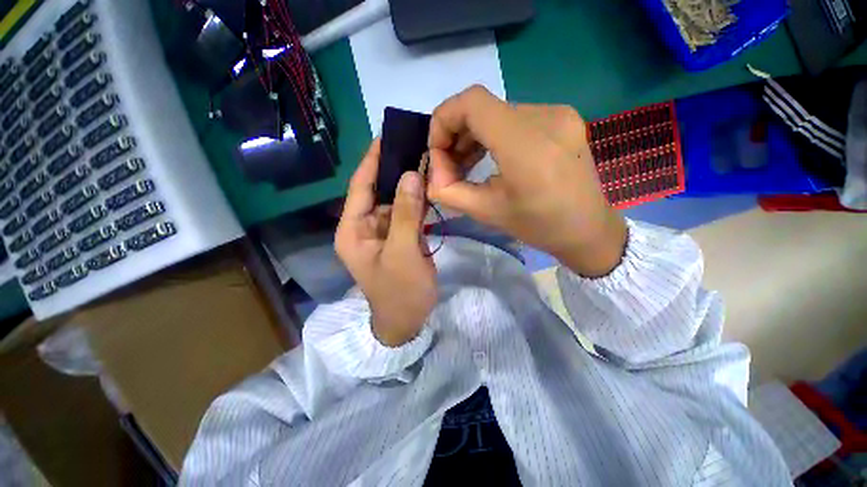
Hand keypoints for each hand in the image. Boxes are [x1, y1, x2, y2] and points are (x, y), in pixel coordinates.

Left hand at [335, 139, 436, 346]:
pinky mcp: (397, 238)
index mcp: (353, 230)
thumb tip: (411, 174)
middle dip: (394, 170)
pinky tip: (428, 188)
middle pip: (377, 192)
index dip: (371, 161)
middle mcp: (363, 227)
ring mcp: (381, 233)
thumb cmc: (401, 292)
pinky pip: (405, 214)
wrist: (407, 321)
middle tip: (414, 145)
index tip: (386, 136)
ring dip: (408, 185)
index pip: (359, 187)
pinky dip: (416, 202)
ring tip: (425, 161)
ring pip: (393, 202)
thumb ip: (405, 213)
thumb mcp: (403, 252)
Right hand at [427, 86, 626, 276]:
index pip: (471, 102)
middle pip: (482, 106)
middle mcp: (545, 117)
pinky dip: (493, 134)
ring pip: (497, 112)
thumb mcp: (486, 213)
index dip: (443, 120)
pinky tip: (489, 157)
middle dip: (455, 133)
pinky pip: (514, 118)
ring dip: (473, 135)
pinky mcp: (562, 118)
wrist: (588, 229)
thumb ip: (449, 191)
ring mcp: (557, 114)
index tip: (439, 152)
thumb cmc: (538, 226)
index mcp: (526, 145)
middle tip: (449, 165)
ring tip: (466, 163)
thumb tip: (433, 174)